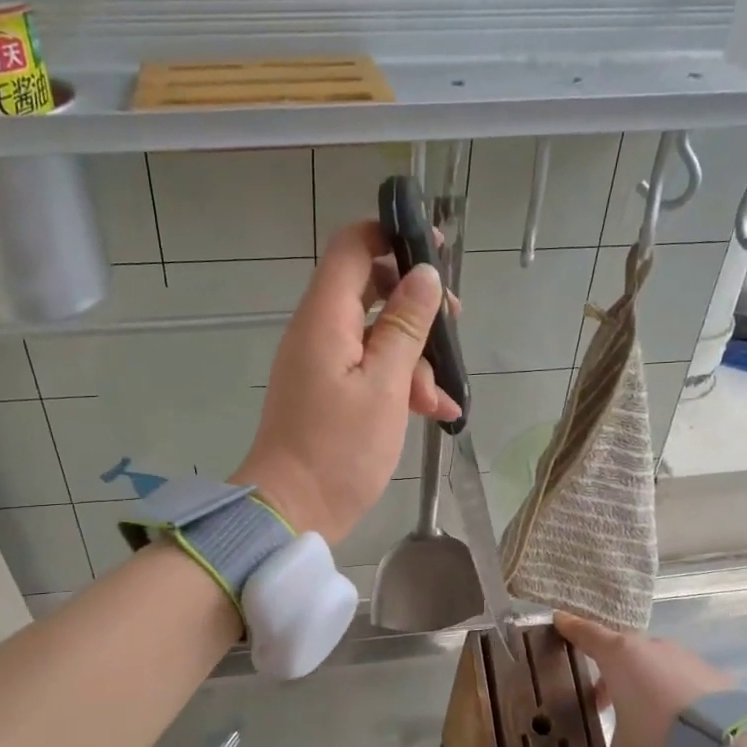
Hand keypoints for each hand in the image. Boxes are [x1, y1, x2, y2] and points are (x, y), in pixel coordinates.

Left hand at [232, 221, 460, 543]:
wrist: (291, 511)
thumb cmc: (340, 449)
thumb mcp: (385, 385)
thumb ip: (406, 326)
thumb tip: (424, 273)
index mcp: (325, 317)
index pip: (352, 246)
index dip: (393, 236)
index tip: (436, 251)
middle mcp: (318, 331)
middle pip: (371, 289)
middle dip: (417, 306)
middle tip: (455, 324)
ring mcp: (322, 363)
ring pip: (377, 335)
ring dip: (415, 358)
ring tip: (441, 399)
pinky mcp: (328, 392)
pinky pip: (369, 369)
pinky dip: (401, 383)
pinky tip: (436, 412)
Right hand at [553, 612, 736, 746]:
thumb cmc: (660, 742)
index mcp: (620, 657)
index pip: (588, 634)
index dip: (572, 628)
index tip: (560, 620)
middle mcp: (652, 649)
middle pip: (622, 649)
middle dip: (609, 671)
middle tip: (600, 700)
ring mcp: (686, 659)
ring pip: (655, 662)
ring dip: (643, 681)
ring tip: (640, 715)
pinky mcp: (715, 676)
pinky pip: (684, 677)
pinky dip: (674, 691)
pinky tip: (678, 721)